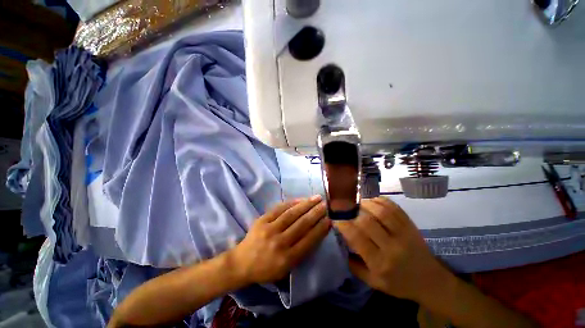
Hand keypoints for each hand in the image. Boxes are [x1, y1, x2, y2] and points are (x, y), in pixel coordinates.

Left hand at [230, 196, 330, 284]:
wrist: (242, 263)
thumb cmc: (266, 269)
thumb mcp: (286, 269)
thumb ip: (301, 252)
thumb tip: (315, 232)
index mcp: (287, 259)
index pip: (308, 241)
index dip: (320, 229)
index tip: (329, 220)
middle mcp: (280, 243)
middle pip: (302, 225)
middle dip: (316, 213)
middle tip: (325, 205)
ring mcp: (269, 229)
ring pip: (292, 214)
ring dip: (306, 205)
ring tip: (317, 198)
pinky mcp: (262, 220)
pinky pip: (279, 208)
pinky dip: (291, 203)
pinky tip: (300, 199)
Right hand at [335, 197, 452, 302]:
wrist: (430, 281)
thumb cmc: (398, 283)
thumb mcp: (373, 282)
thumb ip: (354, 265)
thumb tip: (342, 242)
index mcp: (380, 263)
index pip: (357, 238)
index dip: (343, 224)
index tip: (335, 217)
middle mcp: (392, 247)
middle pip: (368, 222)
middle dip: (352, 212)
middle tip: (345, 208)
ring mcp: (404, 234)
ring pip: (381, 211)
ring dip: (365, 204)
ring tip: (357, 203)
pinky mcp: (411, 225)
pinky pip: (394, 208)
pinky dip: (380, 200)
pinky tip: (371, 201)